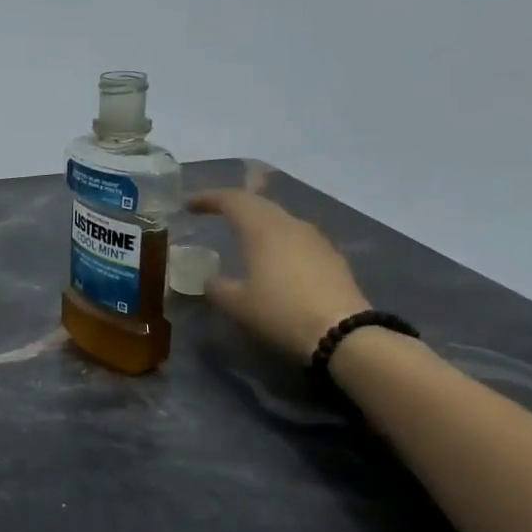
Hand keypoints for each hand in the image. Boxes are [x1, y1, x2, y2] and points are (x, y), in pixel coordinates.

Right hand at [188, 189, 371, 362]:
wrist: (342, 333)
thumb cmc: (280, 312)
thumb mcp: (236, 304)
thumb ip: (217, 287)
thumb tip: (212, 280)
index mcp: (262, 229)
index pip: (231, 200)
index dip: (208, 198)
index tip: (188, 205)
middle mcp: (290, 225)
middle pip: (258, 203)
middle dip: (233, 204)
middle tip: (212, 211)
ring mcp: (315, 239)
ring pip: (279, 219)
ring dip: (257, 221)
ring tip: (242, 234)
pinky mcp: (331, 257)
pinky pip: (296, 237)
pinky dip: (276, 239)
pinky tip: (273, 258)